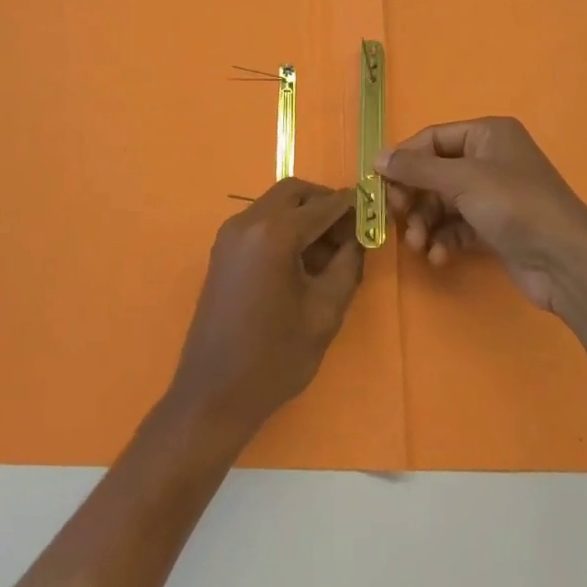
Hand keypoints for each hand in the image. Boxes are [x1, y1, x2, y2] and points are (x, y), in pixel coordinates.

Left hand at [166, 179, 363, 443]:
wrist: (214, 393)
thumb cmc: (275, 357)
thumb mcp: (324, 312)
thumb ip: (346, 265)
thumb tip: (357, 238)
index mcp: (273, 234)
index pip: (320, 206)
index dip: (349, 205)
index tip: (372, 206)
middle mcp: (247, 223)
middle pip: (292, 193)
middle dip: (323, 203)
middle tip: (350, 229)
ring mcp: (230, 235)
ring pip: (275, 205)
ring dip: (303, 216)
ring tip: (331, 250)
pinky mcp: (223, 251)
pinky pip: (260, 223)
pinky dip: (284, 229)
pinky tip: (303, 260)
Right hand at [379, 117, 586, 312]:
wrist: (567, 262)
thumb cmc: (514, 206)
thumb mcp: (462, 180)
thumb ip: (416, 168)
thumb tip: (377, 158)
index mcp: (487, 134)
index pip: (432, 138)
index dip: (404, 160)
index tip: (379, 184)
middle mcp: (489, 159)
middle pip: (434, 172)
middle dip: (414, 198)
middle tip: (396, 218)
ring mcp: (493, 194)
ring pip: (442, 202)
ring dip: (424, 223)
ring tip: (418, 245)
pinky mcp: (494, 227)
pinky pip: (456, 226)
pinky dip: (443, 239)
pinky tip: (438, 257)